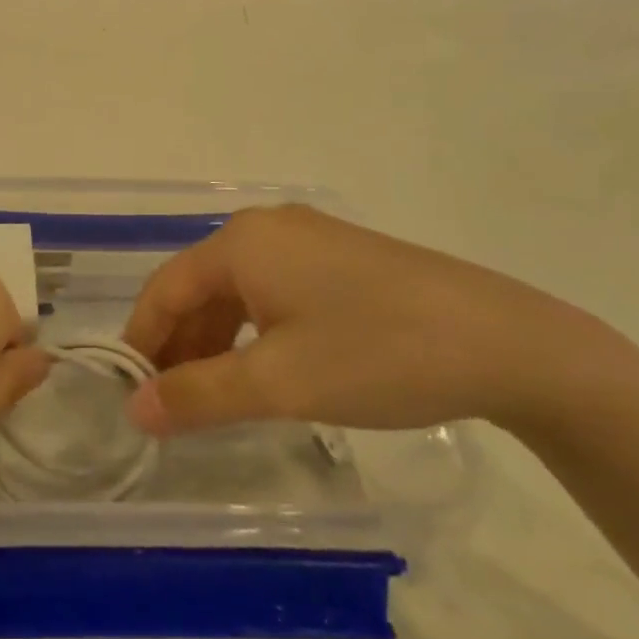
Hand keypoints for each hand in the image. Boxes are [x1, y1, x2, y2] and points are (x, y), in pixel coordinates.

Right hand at [122, 205, 619, 436]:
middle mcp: (267, 229)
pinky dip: (254, 332)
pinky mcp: (341, 258)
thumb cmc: (377, 354)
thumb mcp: (279, 382)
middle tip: (173, 407)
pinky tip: (265, 370)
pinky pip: (273, 291)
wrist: (507, 343)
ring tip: (215, 397)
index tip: (131, 397)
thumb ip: (198, 395)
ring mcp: (308, 240)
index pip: (165, 289)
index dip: (141, 342)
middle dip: (179, 346)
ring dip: (216, 342)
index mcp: (241, 242)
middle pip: (199, 288)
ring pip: (237, 292)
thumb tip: (134, 409)